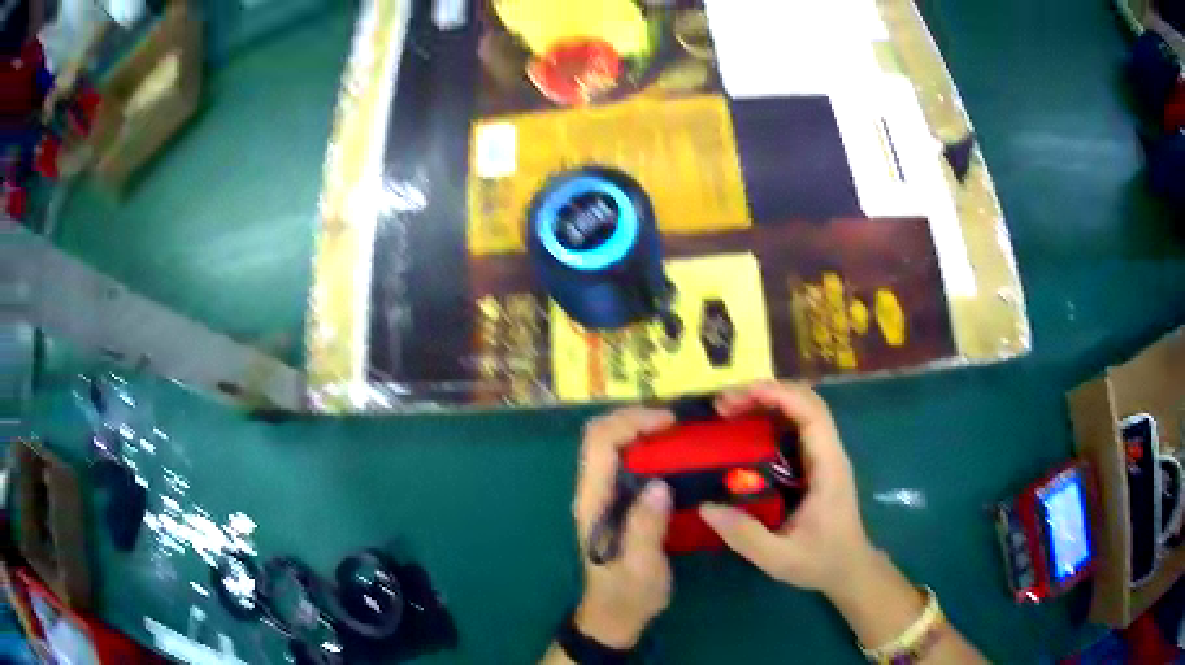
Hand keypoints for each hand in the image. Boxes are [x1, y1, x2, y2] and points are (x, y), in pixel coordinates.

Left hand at [572, 407, 675, 648]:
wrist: (614, 616)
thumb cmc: (628, 594)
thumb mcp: (643, 568)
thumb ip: (646, 528)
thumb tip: (660, 485)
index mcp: (593, 502)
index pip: (600, 443)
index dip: (631, 421)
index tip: (670, 421)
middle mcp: (592, 492)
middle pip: (601, 435)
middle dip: (635, 417)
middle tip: (676, 421)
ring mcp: (601, 496)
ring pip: (611, 444)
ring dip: (640, 428)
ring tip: (678, 431)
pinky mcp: (615, 502)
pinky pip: (625, 461)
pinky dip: (646, 447)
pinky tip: (673, 455)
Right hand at [699, 381, 877, 597]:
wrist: (850, 569)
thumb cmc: (821, 562)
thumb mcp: (779, 558)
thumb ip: (744, 535)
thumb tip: (705, 506)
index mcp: (828, 467)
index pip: (811, 413)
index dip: (776, 395)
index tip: (737, 397)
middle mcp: (830, 453)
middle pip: (806, 401)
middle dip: (766, 393)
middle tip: (723, 404)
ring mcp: (825, 456)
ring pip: (802, 410)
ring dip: (767, 402)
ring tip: (729, 410)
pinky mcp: (817, 464)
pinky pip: (796, 427)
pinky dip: (771, 418)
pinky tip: (746, 431)